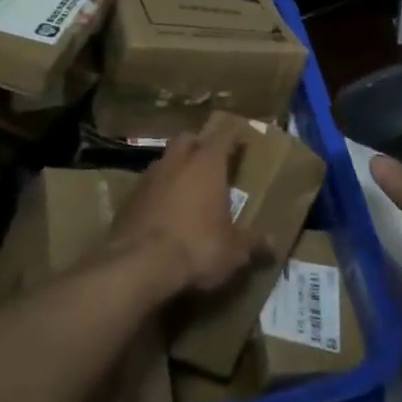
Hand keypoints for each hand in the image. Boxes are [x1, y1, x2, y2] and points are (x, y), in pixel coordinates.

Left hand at [106, 129, 256, 296]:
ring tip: (188, 189)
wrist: (137, 266)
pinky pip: (147, 186)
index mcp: (207, 164)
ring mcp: (148, 178)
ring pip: (165, 161)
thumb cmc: (196, 247)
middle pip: (189, 139)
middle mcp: (177, 162)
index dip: (235, 136)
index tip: (243, 141)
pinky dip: (158, 192)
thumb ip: (253, 243)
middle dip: (201, 146)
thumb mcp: (233, 251)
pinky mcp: (127, 199)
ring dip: (177, 169)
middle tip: (213, 163)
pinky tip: (164, 213)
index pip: (224, 135)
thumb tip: (273, 244)